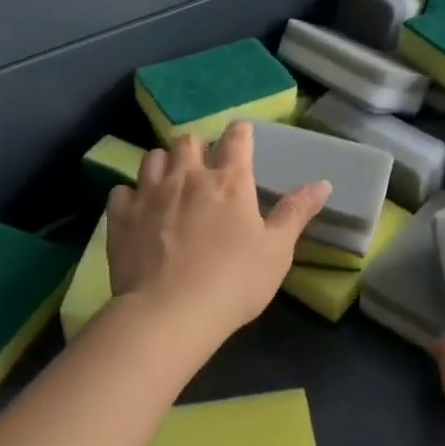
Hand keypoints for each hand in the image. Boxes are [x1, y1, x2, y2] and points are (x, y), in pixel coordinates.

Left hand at [106, 120, 329, 344]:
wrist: (170, 314)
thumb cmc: (234, 282)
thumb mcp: (277, 250)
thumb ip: (296, 213)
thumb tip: (323, 183)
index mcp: (230, 182)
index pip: (236, 139)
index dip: (241, 132)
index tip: (242, 134)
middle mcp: (188, 177)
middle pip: (188, 141)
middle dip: (197, 148)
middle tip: (204, 167)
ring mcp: (150, 194)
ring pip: (152, 157)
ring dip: (163, 164)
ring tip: (170, 182)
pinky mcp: (121, 217)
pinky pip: (121, 191)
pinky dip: (131, 195)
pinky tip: (138, 210)